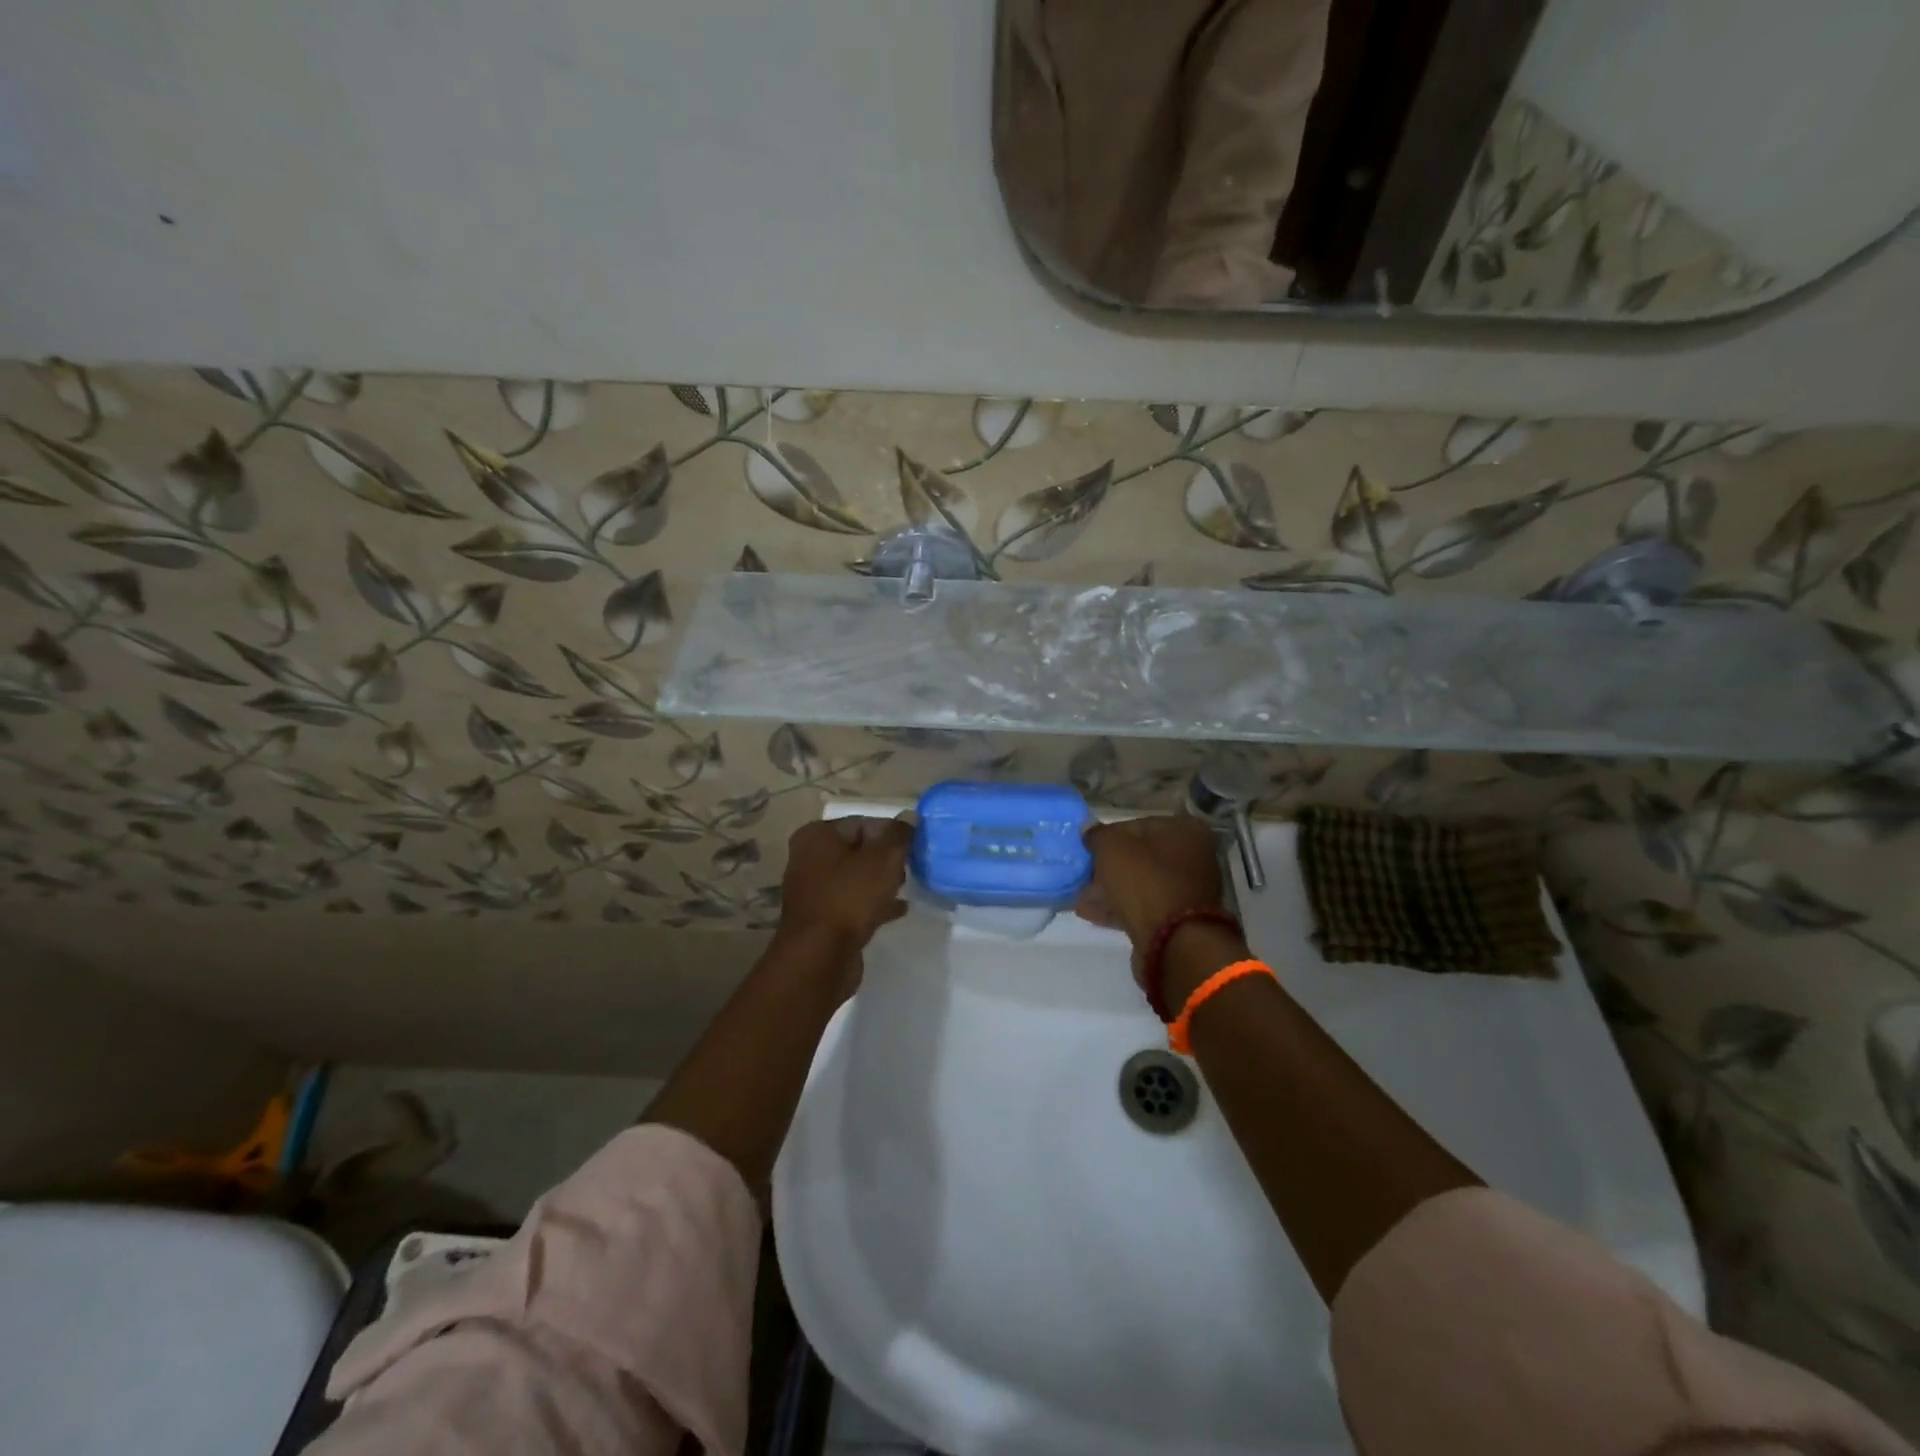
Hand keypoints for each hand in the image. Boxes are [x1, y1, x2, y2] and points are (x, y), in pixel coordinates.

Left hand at [776, 817, 912, 960]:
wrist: (819, 957)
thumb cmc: (850, 898)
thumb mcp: (883, 860)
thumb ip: (899, 835)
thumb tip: (910, 815)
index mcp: (817, 836)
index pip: (862, 823)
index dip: (890, 833)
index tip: (913, 847)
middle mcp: (809, 859)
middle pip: (857, 850)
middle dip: (885, 858)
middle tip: (910, 867)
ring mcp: (813, 891)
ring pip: (855, 878)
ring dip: (880, 882)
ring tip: (906, 887)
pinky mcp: (821, 919)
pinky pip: (852, 903)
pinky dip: (873, 903)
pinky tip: (899, 910)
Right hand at [1076, 816, 1226, 971]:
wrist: (1173, 942)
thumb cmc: (1145, 881)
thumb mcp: (1112, 848)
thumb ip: (1097, 835)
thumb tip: (1088, 828)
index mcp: (1185, 830)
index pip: (1137, 825)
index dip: (1108, 837)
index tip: (1088, 850)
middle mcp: (1194, 857)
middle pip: (1140, 857)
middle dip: (1108, 867)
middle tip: (1082, 875)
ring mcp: (1188, 890)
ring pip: (1140, 883)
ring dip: (1110, 889)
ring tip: (1080, 897)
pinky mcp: (1179, 919)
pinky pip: (1144, 906)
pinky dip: (1119, 907)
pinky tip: (1091, 913)